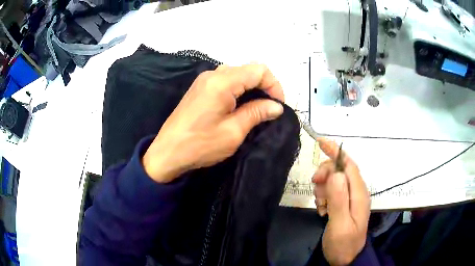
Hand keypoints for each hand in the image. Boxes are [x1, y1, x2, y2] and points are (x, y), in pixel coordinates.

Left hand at [143, 64, 284, 182]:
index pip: (259, 70)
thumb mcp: (233, 131)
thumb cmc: (200, 144)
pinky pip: (226, 81)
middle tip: (270, 109)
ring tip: (257, 109)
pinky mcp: (200, 88)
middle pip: (248, 70)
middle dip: (264, 86)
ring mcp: (204, 80)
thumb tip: (277, 106)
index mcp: (222, 82)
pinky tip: (240, 106)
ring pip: (237, 74)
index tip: (278, 105)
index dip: (274, 85)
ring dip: (251, 88)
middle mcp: (213, 74)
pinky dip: (239, 90)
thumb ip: (257, 113)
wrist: (168, 152)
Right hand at [312, 138, 370, 264]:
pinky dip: (324, 196)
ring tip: (321, 205)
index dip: (335, 151)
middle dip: (325, 174)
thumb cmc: (343, 243)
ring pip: (334, 180)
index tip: (320, 142)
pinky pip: (333, 191)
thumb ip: (339, 199)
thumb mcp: (340, 224)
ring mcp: (351, 197)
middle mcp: (357, 191)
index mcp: (359, 193)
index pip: (348, 164)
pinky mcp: (345, 203)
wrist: (346, 258)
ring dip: (323, 188)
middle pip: (340, 170)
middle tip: (315, 187)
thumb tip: (335, 173)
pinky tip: (322, 209)